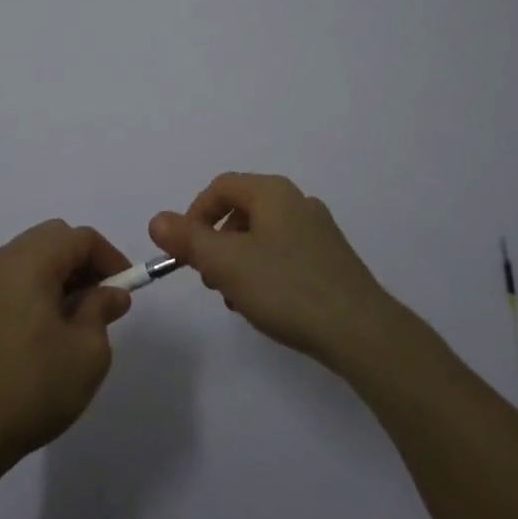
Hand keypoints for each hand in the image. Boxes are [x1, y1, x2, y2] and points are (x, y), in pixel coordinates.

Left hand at [0, 220, 133, 478]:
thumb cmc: (33, 387)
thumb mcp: (87, 352)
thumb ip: (102, 310)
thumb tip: (110, 293)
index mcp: (29, 263)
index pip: (79, 237)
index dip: (110, 257)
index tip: (126, 288)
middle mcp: (0, 262)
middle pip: (51, 238)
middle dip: (82, 260)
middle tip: (101, 297)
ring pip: (27, 257)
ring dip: (56, 274)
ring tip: (74, 315)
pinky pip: (8, 281)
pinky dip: (32, 289)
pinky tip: (40, 330)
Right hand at [150, 172, 394, 367]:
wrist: (360, 331)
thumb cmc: (286, 287)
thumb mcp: (226, 263)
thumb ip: (188, 239)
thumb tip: (157, 220)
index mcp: (273, 193)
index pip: (221, 187)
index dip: (195, 215)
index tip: (186, 251)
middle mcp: (297, 202)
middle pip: (242, 210)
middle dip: (217, 242)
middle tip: (211, 278)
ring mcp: (319, 231)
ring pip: (262, 235)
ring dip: (239, 261)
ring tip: (237, 299)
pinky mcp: (331, 260)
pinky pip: (285, 254)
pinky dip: (265, 271)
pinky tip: (266, 305)